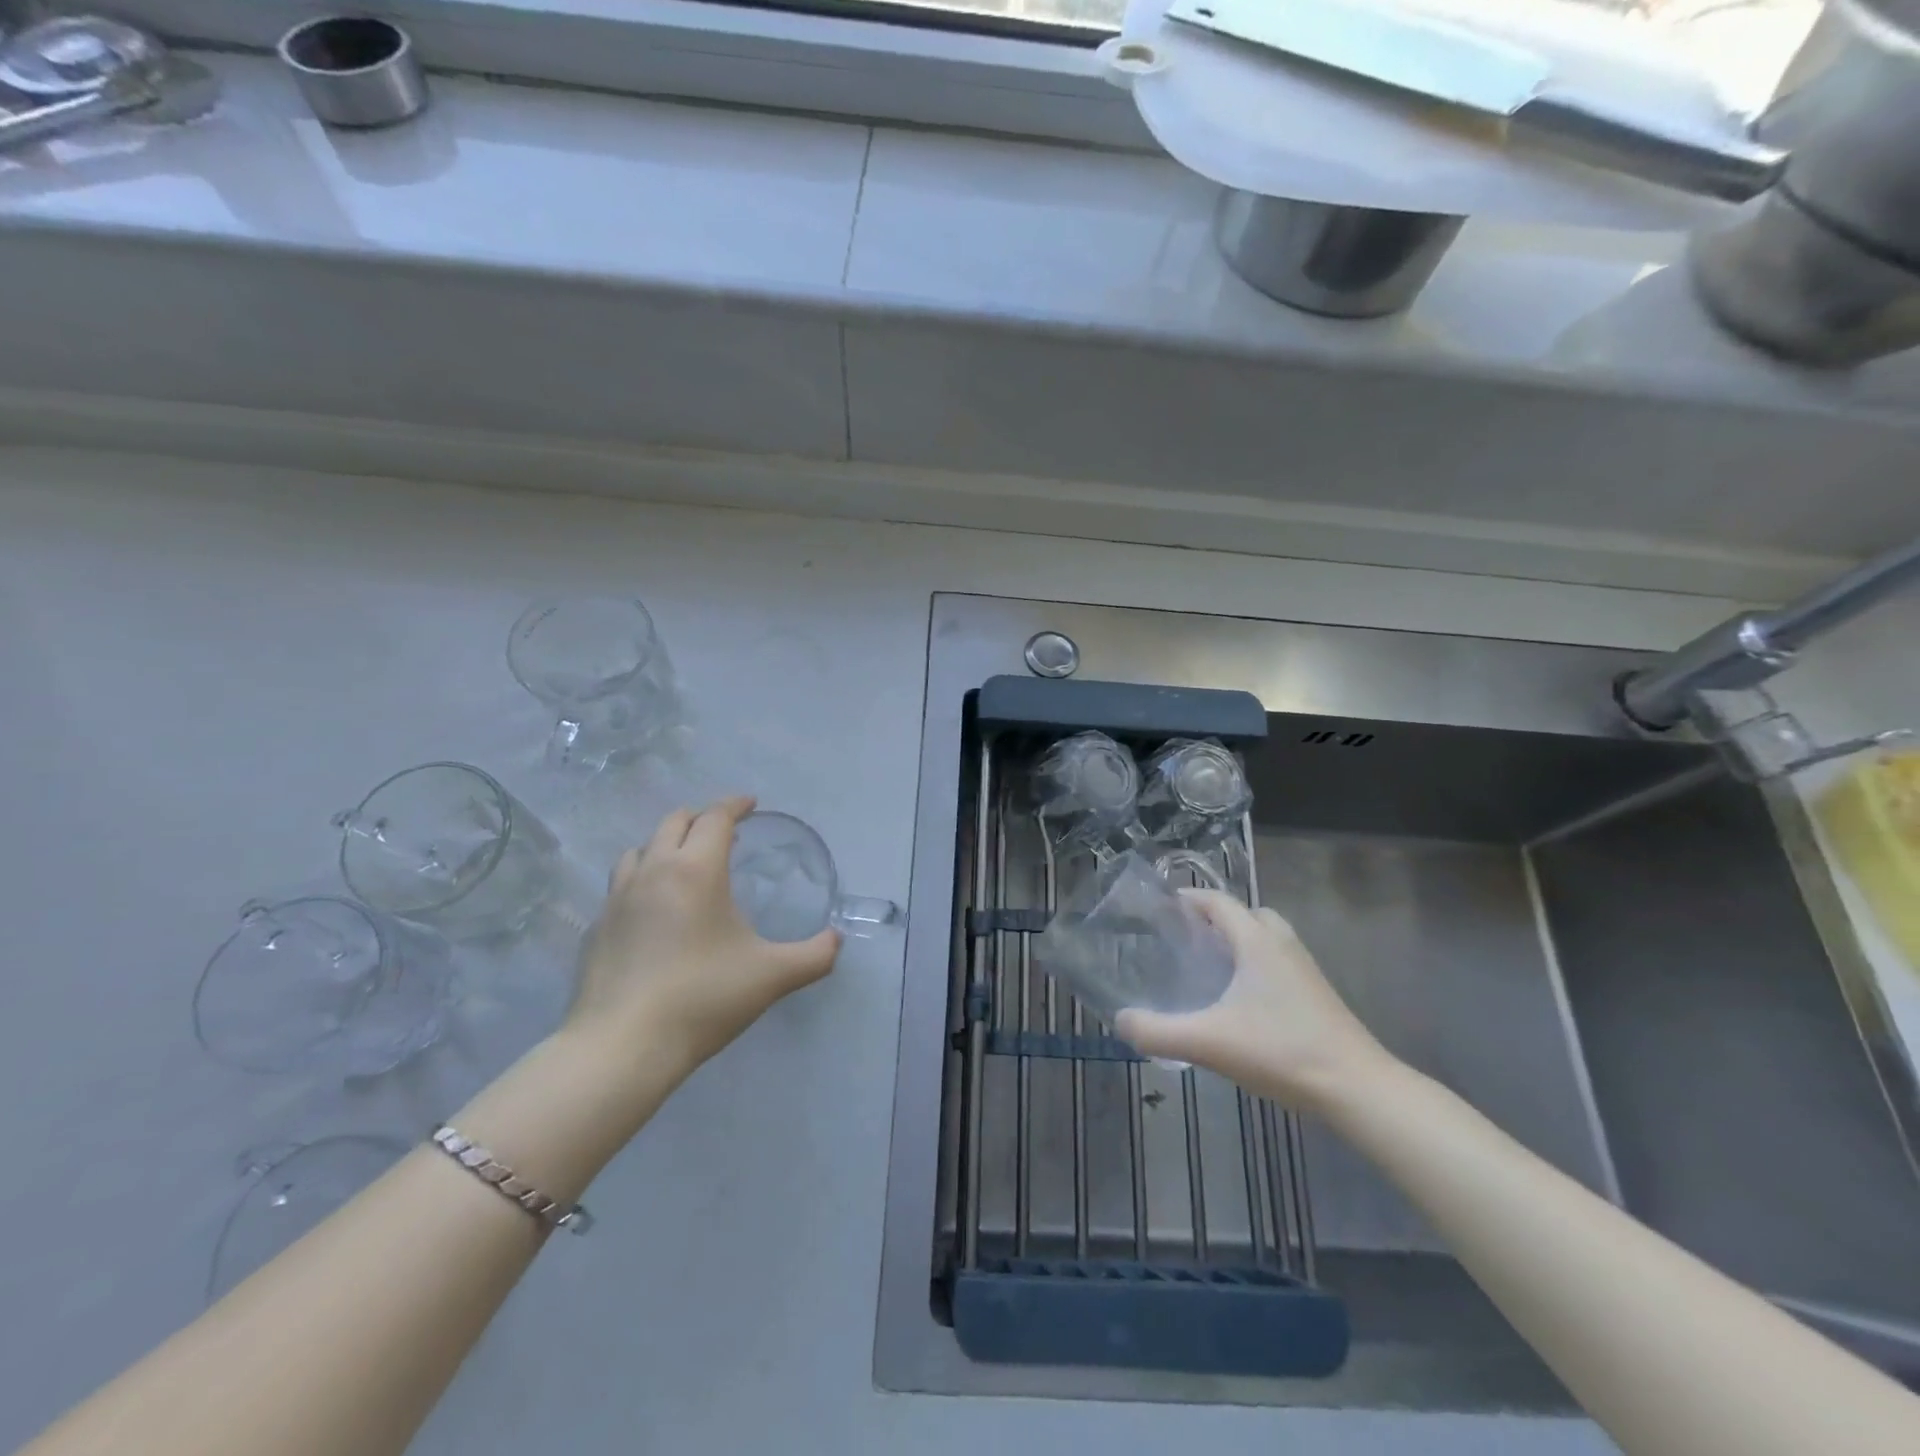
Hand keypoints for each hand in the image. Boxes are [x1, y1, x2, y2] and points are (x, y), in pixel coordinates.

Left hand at [566, 796, 840, 1072]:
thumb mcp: (773, 976)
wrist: (622, 1047)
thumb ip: (814, 955)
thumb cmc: (703, 999)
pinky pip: (621, 885)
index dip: (735, 805)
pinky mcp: (597, 928)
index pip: (715, 818)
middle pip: (674, 822)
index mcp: (696, 871)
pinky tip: (654, 911)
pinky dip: (643, 880)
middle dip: (701, 818)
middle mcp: (653, 871)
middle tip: (724, 832)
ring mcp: (617, 899)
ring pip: (640, 850)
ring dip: (666, 844)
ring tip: (685, 863)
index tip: (751, 804)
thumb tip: (836, 940)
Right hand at [1116, 890, 1395, 1111]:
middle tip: (1185, 938)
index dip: (1188, 897)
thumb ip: (1158, 1032)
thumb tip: (1121, 1021)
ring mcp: (1304, 969)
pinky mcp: (1316, 993)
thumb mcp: (1209, 1043)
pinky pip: (1278, 961)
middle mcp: (1281, 944)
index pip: (1218, 901)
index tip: (1159, 907)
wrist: (1357, 1088)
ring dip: (1238, 941)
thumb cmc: (1281, 1052)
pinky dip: (1255, 964)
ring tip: (1209, 966)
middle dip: (1215, 918)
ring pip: (1266, 937)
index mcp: (1256, 941)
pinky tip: (1239, 1000)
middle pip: (1246, 913)